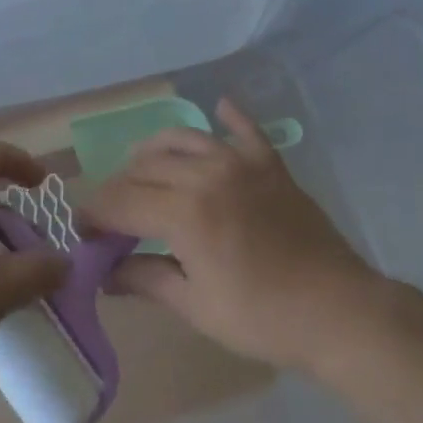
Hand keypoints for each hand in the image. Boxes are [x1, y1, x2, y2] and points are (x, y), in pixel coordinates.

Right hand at [80, 100, 387, 374]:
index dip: (96, 214)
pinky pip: (245, 130)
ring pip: (183, 138)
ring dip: (155, 151)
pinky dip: (230, 116)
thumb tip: (106, 272)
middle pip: (145, 168)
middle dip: (119, 188)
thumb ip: (146, 279)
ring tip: (144, 168)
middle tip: (112, 212)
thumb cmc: (262, 318)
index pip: (122, 202)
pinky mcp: (270, 165)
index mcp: (184, 212)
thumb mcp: (196, 306)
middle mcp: (205, 174)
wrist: (339, 312)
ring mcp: (240, 164)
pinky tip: (219, 105)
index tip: (84, 229)